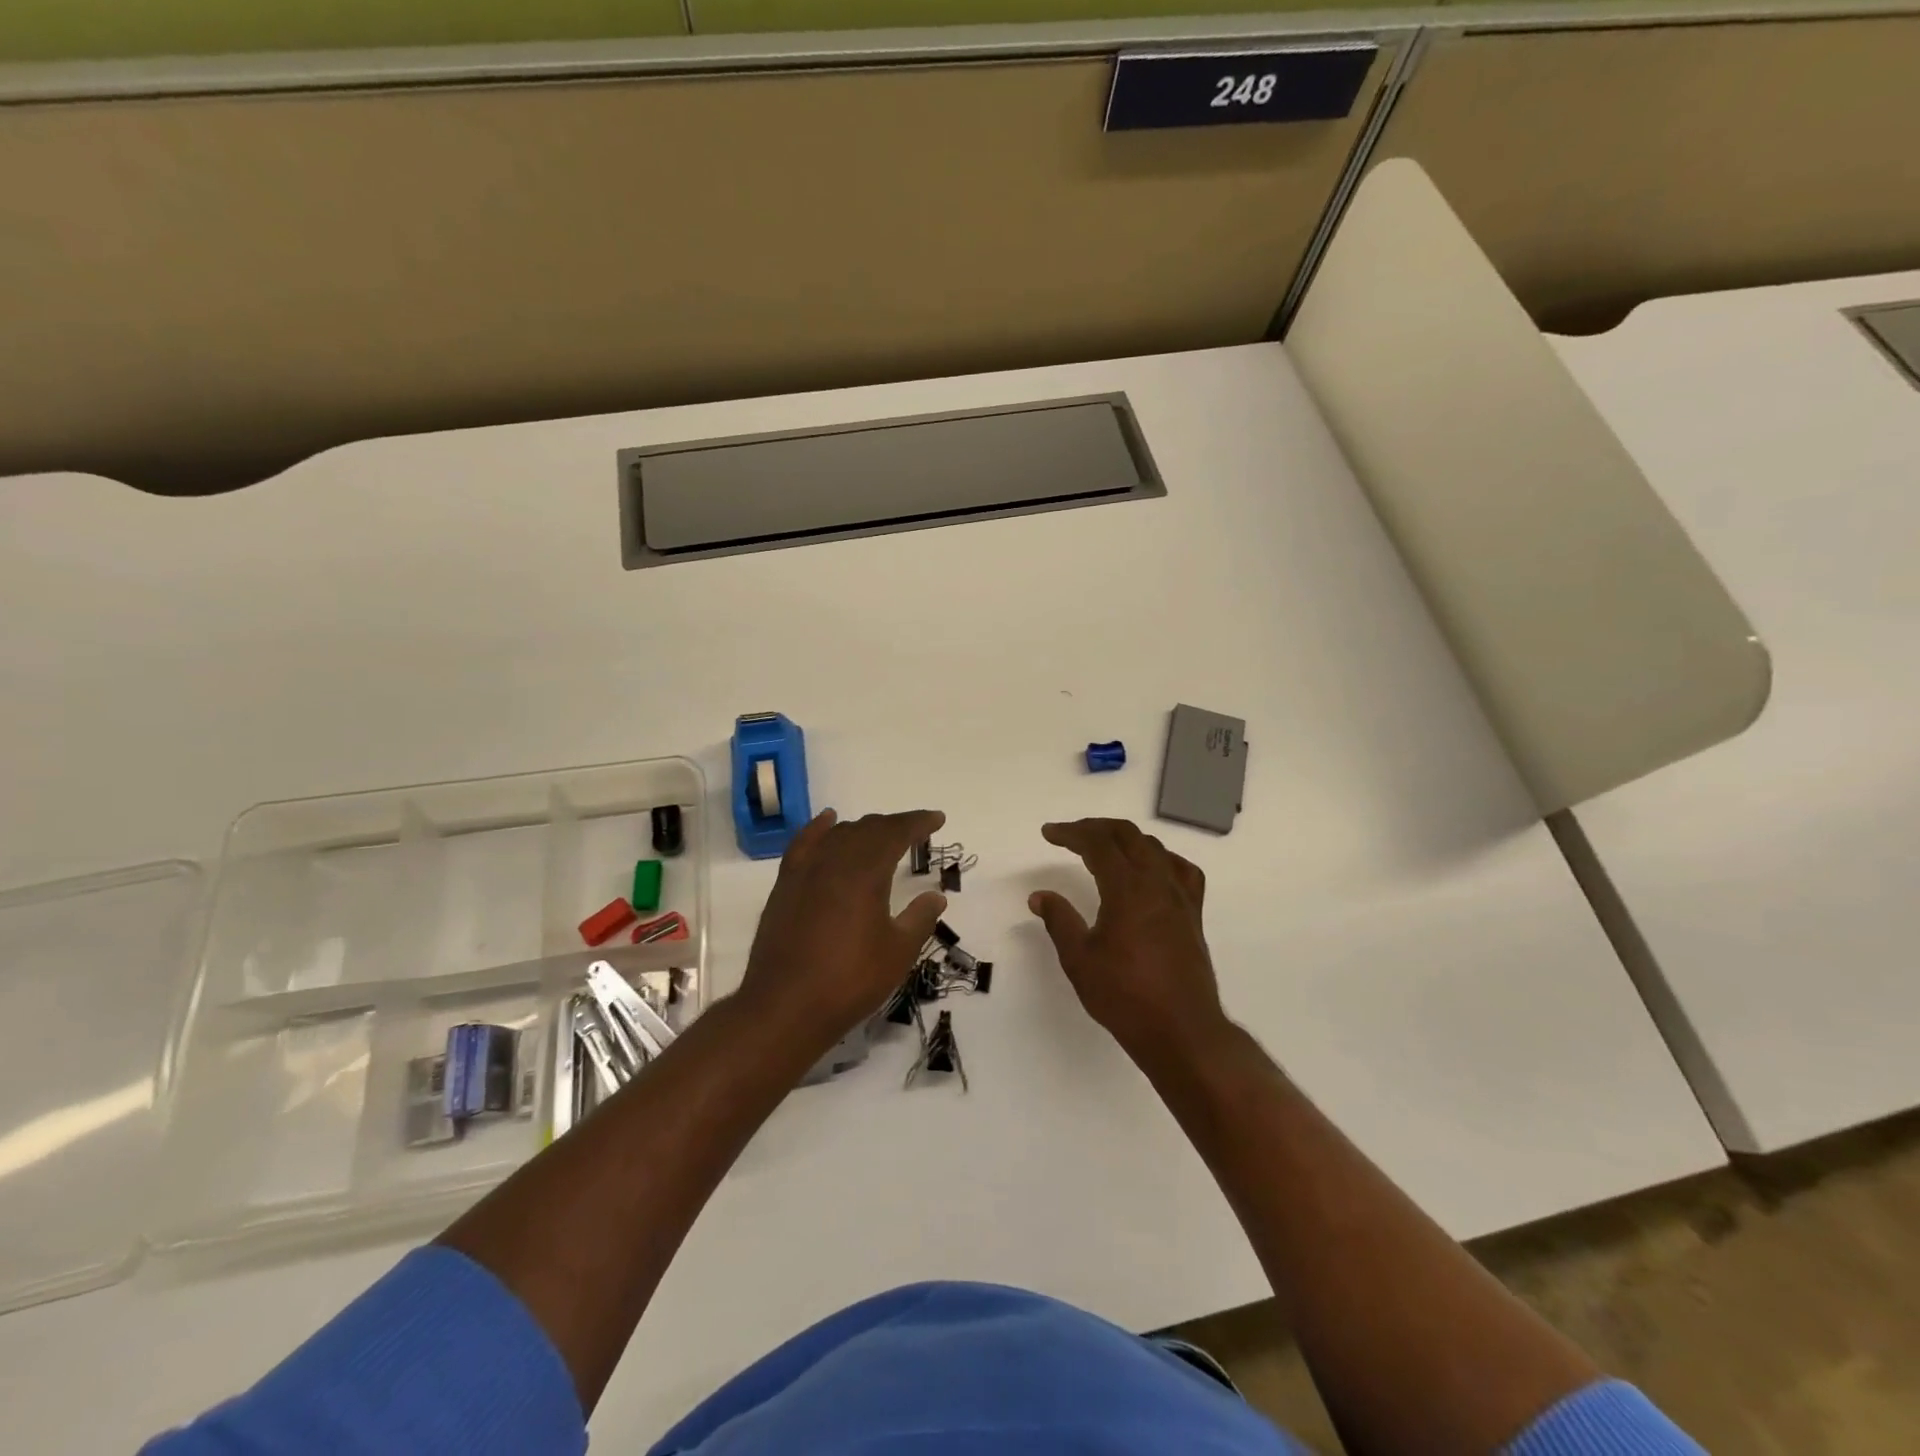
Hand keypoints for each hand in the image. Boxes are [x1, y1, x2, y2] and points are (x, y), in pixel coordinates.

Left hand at [737, 809, 947, 1051]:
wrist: (785, 1006)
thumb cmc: (849, 981)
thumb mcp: (897, 953)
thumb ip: (919, 919)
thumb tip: (936, 896)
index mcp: (866, 873)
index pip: (896, 833)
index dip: (918, 823)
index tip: (937, 819)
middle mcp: (835, 862)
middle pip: (868, 829)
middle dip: (895, 825)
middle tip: (915, 830)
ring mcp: (806, 871)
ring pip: (839, 834)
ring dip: (864, 828)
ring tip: (881, 833)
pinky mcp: (785, 885)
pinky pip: (805, 844)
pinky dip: (819, 828)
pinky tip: (828, 821)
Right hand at [1030, 818, 1228, 1064]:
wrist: (1181, 1030)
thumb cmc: (1125, 996)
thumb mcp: (1079, 959)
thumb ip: (1059, 920)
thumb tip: (1039, 896)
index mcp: (1127, 888)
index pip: (1097, 843)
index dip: (1071, 833)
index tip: (1049, 833)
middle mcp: (1157, 882)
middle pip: (1127, 835)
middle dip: (1095, 828)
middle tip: (1069, 835)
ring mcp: (1180, 897)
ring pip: (1154, 848)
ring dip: (1125, 839)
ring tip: (1102, 848)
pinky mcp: (1193, 914)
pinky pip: (1181, 870)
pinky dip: (1160, 858)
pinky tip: (1151, 870)